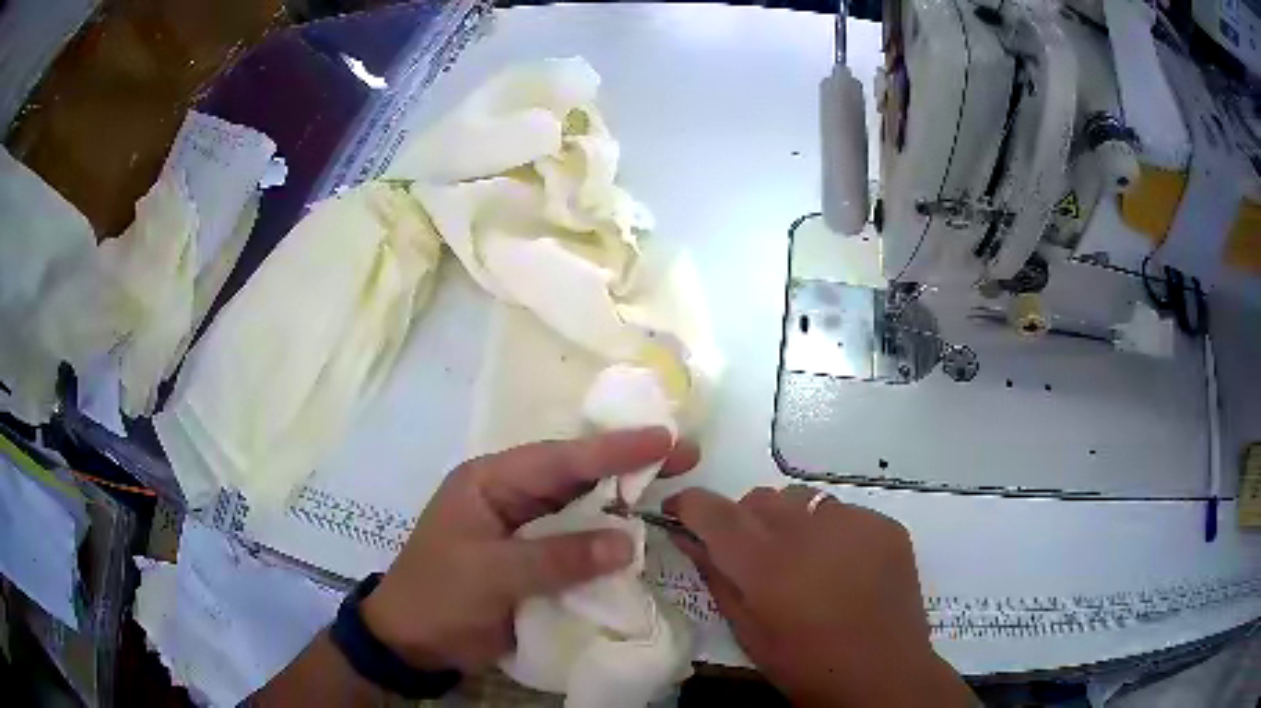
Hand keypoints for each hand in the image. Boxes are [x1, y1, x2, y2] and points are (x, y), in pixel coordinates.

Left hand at [361, 428, 698, 673]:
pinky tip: (641, 533)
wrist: (413, 642)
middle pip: (575, 474)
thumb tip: (627, 541)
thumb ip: (557, 557)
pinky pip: (577, 541)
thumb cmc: (439, 597)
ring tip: (675, 482)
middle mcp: (509, 496)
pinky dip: (608, 538)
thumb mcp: (491, 575)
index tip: (662, 437)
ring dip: (622, 499)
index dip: (612, 449)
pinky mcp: (534, 559)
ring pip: (580, 505)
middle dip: (627, 464)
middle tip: (684, 453)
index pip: (559, 459)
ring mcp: (523, 527)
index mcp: (490, 482)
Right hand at [664, 485, 972, 707]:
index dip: (690, 505)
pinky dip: (832, 532)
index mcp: (765, 563)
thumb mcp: (748, 630)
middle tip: (755, 557)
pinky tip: (843, 567)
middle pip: (759, 499)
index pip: (712, 510)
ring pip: (802, 500)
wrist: (883, 673)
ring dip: (791, 522)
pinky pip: (844, 513)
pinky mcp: (884, 525)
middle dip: (745, 520)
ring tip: (804, 561)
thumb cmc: (805, 665)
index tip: (681, 513)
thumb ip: (716, 577)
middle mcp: (807, 529)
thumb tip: (688, 538)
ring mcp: (852, 522)